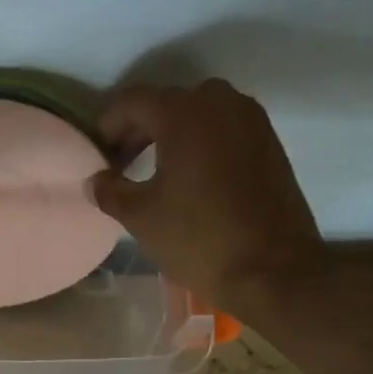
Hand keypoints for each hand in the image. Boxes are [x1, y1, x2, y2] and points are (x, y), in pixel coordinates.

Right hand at [89, 80, 325, 303]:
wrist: (275, 272)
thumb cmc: (199, 239)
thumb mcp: (140, 216)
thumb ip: (109, 190)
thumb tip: (97, 180)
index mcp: (184, 114)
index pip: (132, 101)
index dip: (107, 126)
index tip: (98, 157)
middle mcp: (221, 103)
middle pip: (166, 102)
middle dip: (138, 128)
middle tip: (121, 163)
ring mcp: (252, 121)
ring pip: (199, 112)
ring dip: (171, 133)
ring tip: (155, 169)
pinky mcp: (270, 143)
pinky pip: (225, 128)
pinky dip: (201, 141)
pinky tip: (190, 177)